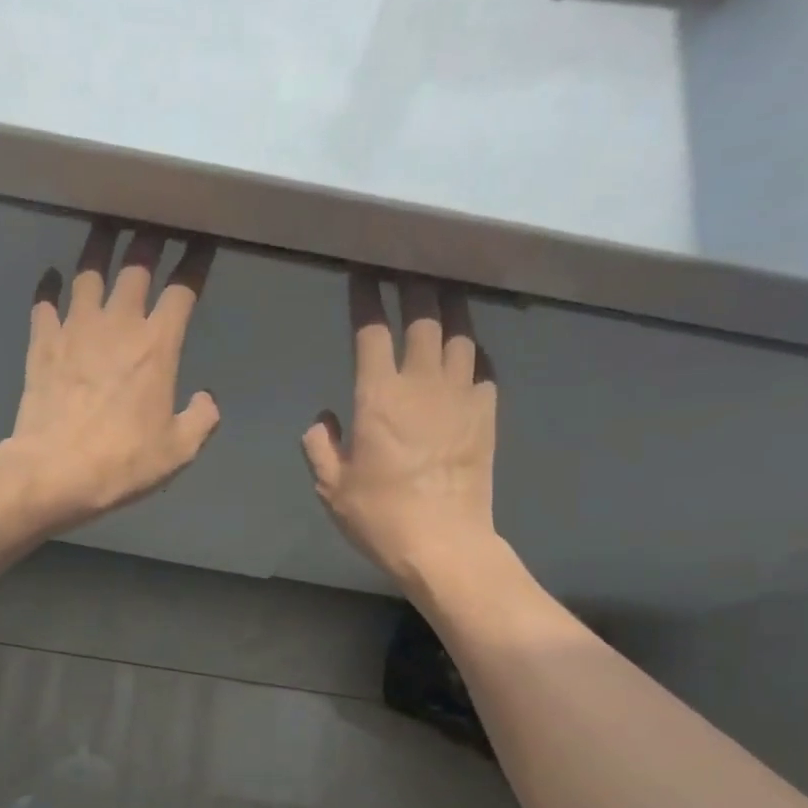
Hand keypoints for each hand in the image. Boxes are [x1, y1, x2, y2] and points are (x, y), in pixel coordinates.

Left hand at [0, 222, 219, 529]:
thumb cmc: (122, 462)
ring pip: (88, 271)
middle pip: (136, 266)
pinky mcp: (42, 343)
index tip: (202, 241)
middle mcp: (117, 324)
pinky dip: (48, 287)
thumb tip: (206, 399)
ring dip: (99, 246)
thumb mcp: (178, 451)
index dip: (195, 262)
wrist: (53, 472)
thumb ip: (200, 420)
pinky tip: (51, 277)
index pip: (183, 289)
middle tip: (154, 220)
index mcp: (157, 346)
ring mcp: (75, 329)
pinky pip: (44, 303)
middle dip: (150, 238)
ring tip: (105, 228)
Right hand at [302, 275, 498, 584]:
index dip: (365, 297)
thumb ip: (320, 446)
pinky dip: (474, 351)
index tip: (362, 272)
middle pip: (422, 317)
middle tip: (407, 264)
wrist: (444, 544)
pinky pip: (484, 367)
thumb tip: (323, 418)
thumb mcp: (332, 487)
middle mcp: (422, 383)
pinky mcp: (487, 413)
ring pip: (460, 333)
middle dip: (413, 284)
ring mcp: (461, 395)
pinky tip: (468, 350)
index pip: (371, 330)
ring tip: (443, 290)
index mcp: (378, 397)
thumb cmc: (380, 516)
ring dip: (449, 306)